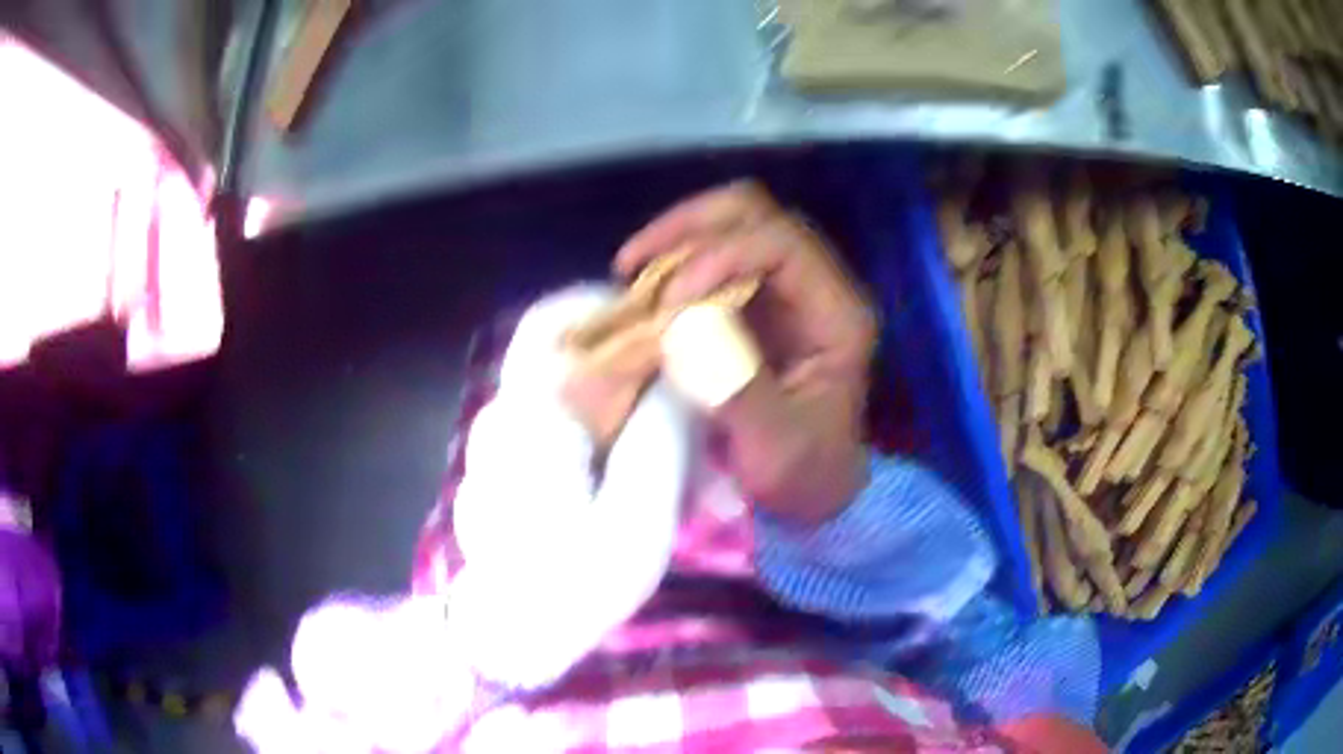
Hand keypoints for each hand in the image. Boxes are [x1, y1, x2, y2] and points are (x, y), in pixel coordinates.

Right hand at [615, 182, 877, 523]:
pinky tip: (644, 290)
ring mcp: (784, 290)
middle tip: (633, 263)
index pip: (781, 244)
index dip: (721, 254)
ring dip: (677, 239)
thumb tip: (686, 331)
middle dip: (689, 227)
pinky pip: (713, 256)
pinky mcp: (756, 302)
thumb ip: (740, 393)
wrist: (813, 489)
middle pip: (756, 213)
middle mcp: (814, 286)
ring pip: (731, 224)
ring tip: (630, 272)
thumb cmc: (804, 473)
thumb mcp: (777, 449)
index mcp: (836, 314)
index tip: (672, 301)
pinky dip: (674, 263)